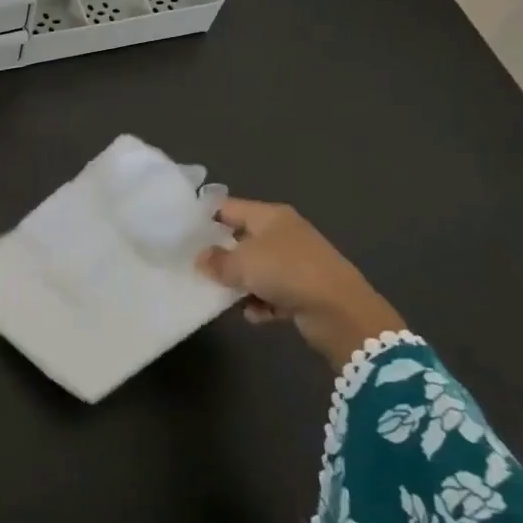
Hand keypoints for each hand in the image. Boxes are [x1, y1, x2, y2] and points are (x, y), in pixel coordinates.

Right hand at [196, 200, 404, 369]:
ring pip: (256, 269)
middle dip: (220, 255)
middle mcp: (283, 234)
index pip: (228, 207)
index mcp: (270, 216)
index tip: (180, 232)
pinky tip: (255, 314)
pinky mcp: (305, 290)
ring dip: (240, 283)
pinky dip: (262, 303)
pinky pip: (272, 293)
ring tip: (222, 296)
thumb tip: (201, 259)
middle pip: (241, 239)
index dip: (204, 217)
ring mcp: (296, 262)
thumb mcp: (242, 264)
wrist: (342, 312)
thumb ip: (216, 261)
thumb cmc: (287, 273)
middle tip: (194, 267)